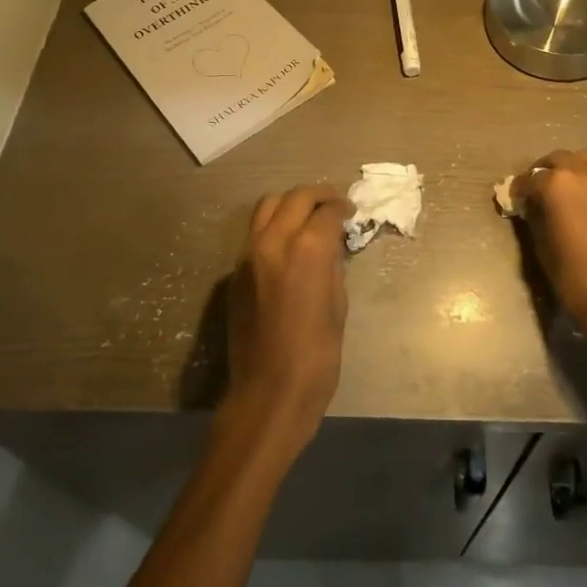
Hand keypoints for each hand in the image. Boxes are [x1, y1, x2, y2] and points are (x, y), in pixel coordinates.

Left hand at [222, 184, 353, 446]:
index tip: (352, 212)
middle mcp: (273, 241)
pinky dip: (274, 227)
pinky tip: (288, 245)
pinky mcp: (235, 272)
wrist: (269, 391)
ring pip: (267, 207)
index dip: (343, 208)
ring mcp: (248, 255)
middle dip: (318, 195)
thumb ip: (333, 266)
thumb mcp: (338, 305)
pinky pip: (255, 234)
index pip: (327, 211)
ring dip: (291, 204)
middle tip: (334, 204)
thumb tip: (330, 247)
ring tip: (308, 216)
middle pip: (295, 198)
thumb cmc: (317, 355)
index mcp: (307, 250)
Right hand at [515, 150, 586, 349]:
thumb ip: (536, 218)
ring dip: (573, 172)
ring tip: (569, 194)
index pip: (531, 179)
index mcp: (559, 185)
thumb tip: (534, 207)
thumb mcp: (543, 249)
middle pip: (560, 160)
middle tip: (540, 190)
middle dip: (546, 172)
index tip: (516, 199)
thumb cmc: (578, 280)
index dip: (520, 190)